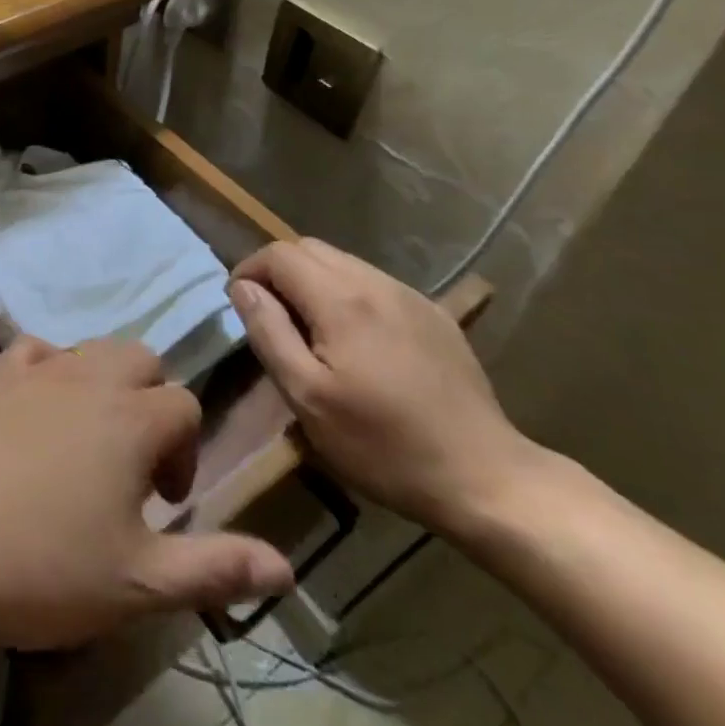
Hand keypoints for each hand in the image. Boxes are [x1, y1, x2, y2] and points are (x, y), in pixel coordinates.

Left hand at [0, 337, 293, 651]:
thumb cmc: (39, 566)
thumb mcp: (137, 583)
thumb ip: (214, 566)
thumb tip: (286, 564)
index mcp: (133, 416)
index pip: (186, 407)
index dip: (186, 453)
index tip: (161, 504)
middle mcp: (90, 375)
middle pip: (143, 360)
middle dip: (152, 403)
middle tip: (132, 465)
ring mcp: (38, 367)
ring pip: (93, 349)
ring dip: (106, 384)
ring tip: (89, 441)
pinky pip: (38, 351)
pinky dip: (52, 371)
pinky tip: (38, 411)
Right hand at [229, 239, 545, 538]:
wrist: (484, 476)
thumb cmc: (383, 444)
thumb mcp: (307, 397)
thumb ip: (269, 332)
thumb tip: (243, 288)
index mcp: (340, 298)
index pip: (279, 254)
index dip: (250, 269)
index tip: (240, 304)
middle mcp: (374, 282)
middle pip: (310, 249)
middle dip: (279, 271)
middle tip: (270, 315)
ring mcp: (409, 295)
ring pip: (343, 262)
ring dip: (313, 281)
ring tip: (308, 327)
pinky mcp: (433, 314)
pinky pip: (374, 284)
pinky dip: (347, 294)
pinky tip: (354, 339)